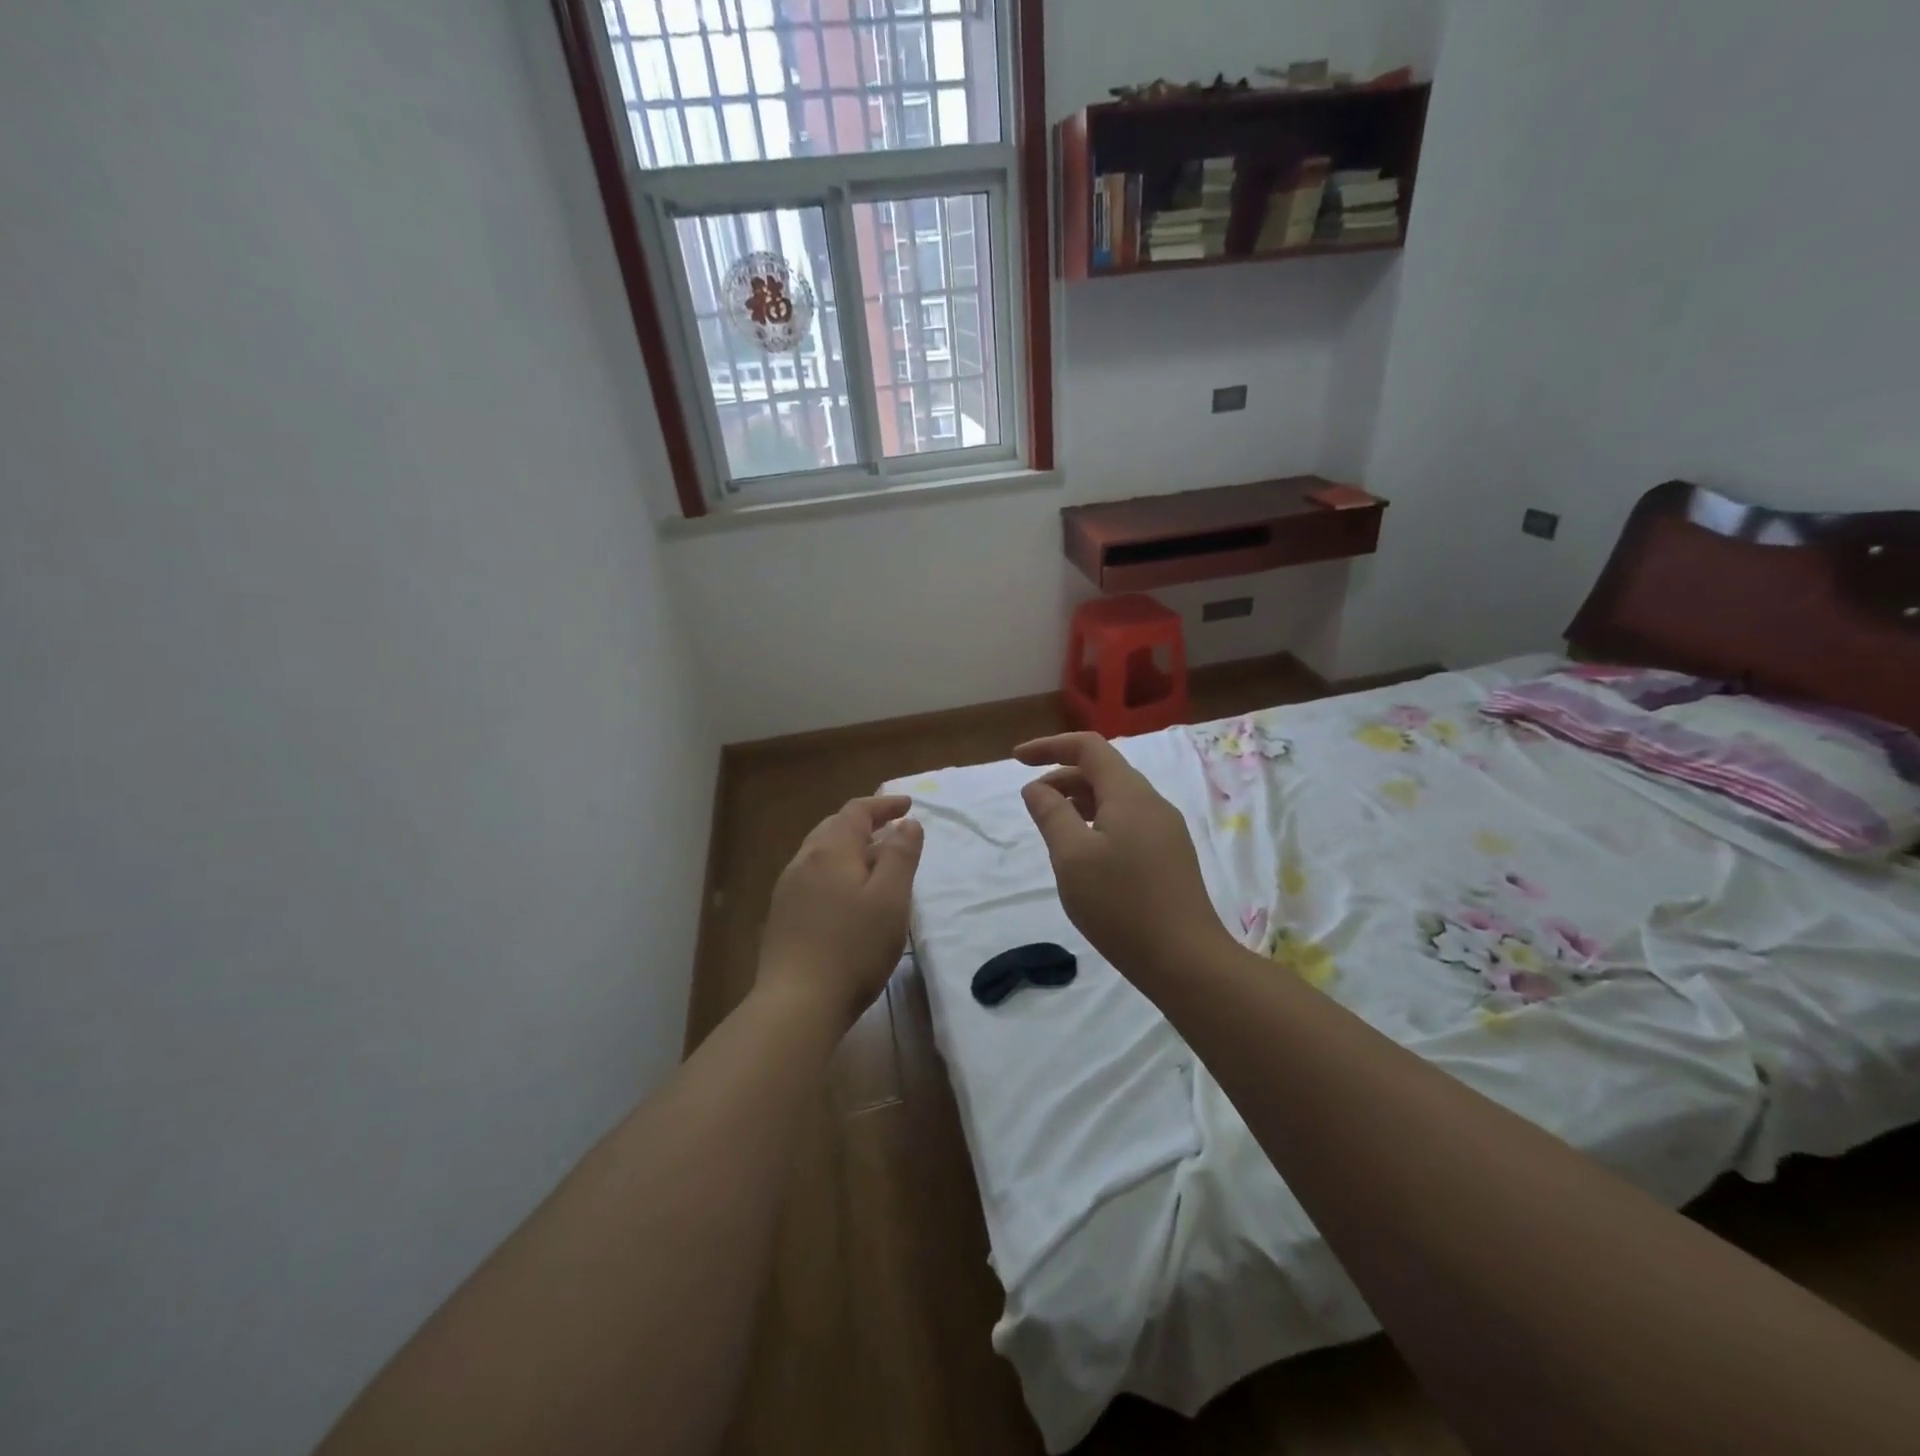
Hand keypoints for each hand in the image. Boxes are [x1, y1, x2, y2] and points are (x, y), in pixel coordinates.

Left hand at [756, 795, 924, 1031]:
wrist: (796, 1003)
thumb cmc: (853, 948)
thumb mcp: (891, 899)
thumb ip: (901, 856)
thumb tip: (907, 823)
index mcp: (831, 851)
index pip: (857, 811)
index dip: (884, 804)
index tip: (909, 805)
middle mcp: (804, 862)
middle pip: (834, 828)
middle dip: (865, 823)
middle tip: (892, 830)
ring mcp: (787, 890)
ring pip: (820, 853)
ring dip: (849, 848)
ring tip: (873, 861)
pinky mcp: (782, 917)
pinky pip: (812, 877)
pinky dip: (835, 871)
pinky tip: (846, 896)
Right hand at [1016, 733, 1232, 981]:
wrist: (1185, 960)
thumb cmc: (1121, 904)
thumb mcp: (1072, 857)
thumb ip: (1051, 814)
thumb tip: (1037, 787)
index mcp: (1130, 794)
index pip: (1088, 747)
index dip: (1050, 746)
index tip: (1017, 759)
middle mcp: (1152, 804)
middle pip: (1103, 772)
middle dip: (1062, 777)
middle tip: (1032, 804)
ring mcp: (1166, 831)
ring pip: (1116, 799)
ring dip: (1080, 802)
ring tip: (1054, 829)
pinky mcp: (1169, 856)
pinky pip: (1127, 823)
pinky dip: (1098, 823)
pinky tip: (1085, 855)